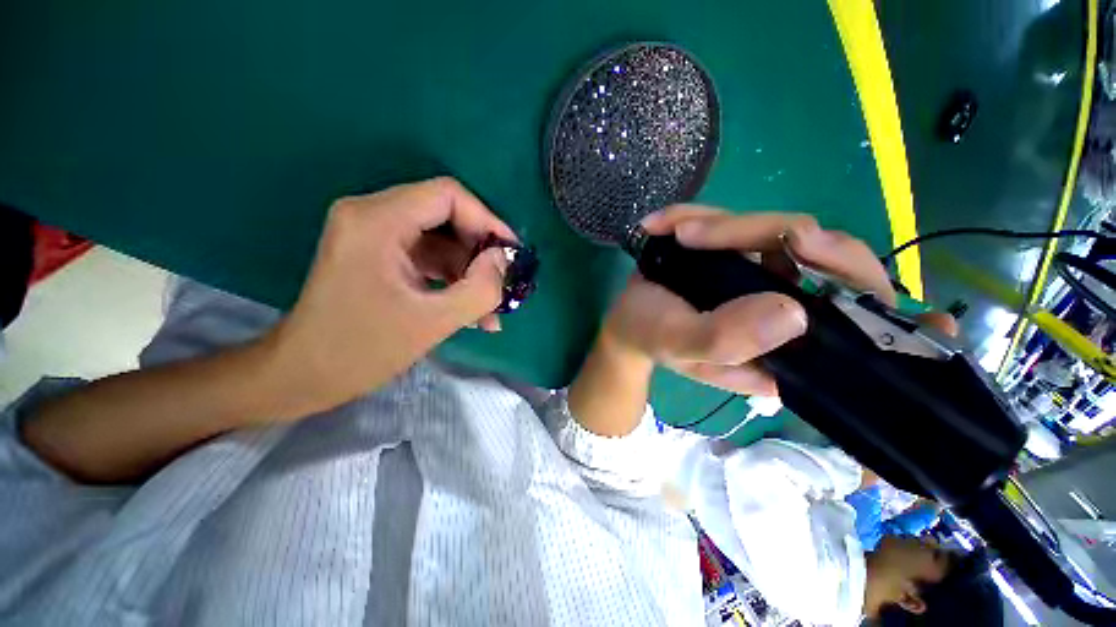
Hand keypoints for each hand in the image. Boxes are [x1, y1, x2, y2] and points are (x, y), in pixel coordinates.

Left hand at [268, 177, 515, 413]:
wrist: (304, 375)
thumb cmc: (361, 350)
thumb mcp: (432, 322)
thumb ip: (479, 289)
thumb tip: (504, 261)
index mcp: (377, 221)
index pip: (448, 195)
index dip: (487, 220)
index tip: (511, 254)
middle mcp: (372, 215)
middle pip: (445, 214)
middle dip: (480, 250)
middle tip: (503, 283)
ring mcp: (374, 234)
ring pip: (441, 238)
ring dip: (469, 270)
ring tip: (491, 308)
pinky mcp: (379, 254)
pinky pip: (427, 256)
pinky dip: (452, 279)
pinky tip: (472, 310)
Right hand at [602, 206, 896, 396]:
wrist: (629, 318)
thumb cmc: (651, 336)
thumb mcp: (679, 346)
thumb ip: (726, 339)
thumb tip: (793, 312)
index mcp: (786, 352)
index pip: (861, 339)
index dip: (902, 330)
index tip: (935, 321)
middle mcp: (794, 314)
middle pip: (834, 265)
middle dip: (777, 238)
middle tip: (707, 234)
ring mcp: (774, 277)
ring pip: (793, 233)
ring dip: (728, 224)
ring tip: (676, 232)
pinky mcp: (749, 252)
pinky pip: (746, 222)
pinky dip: (705, 215)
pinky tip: (668, 224)